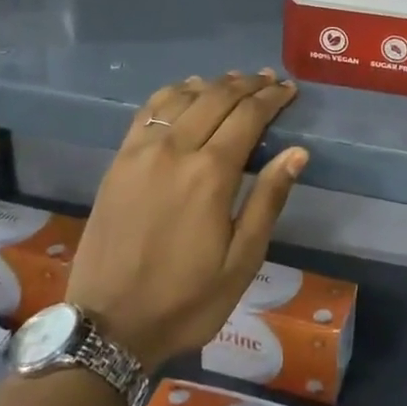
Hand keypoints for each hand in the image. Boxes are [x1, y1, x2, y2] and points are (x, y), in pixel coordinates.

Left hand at [67, 71, 306, 371]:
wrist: (109, 325)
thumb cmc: (186, 299)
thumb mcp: (241, 261)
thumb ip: (268, 200)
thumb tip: (297, 152)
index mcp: (210, 174)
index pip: (248, 116)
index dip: (272, 98)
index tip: (289, 89)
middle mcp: (175, 149)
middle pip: (217, 97)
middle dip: (248, 85)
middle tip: (269, 79)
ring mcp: (142, 151)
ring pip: (183, 97)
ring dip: (214, 84)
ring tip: (236, 81)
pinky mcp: (119, 159)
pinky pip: (149, 110)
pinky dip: (174, 92)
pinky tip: (187, 91)